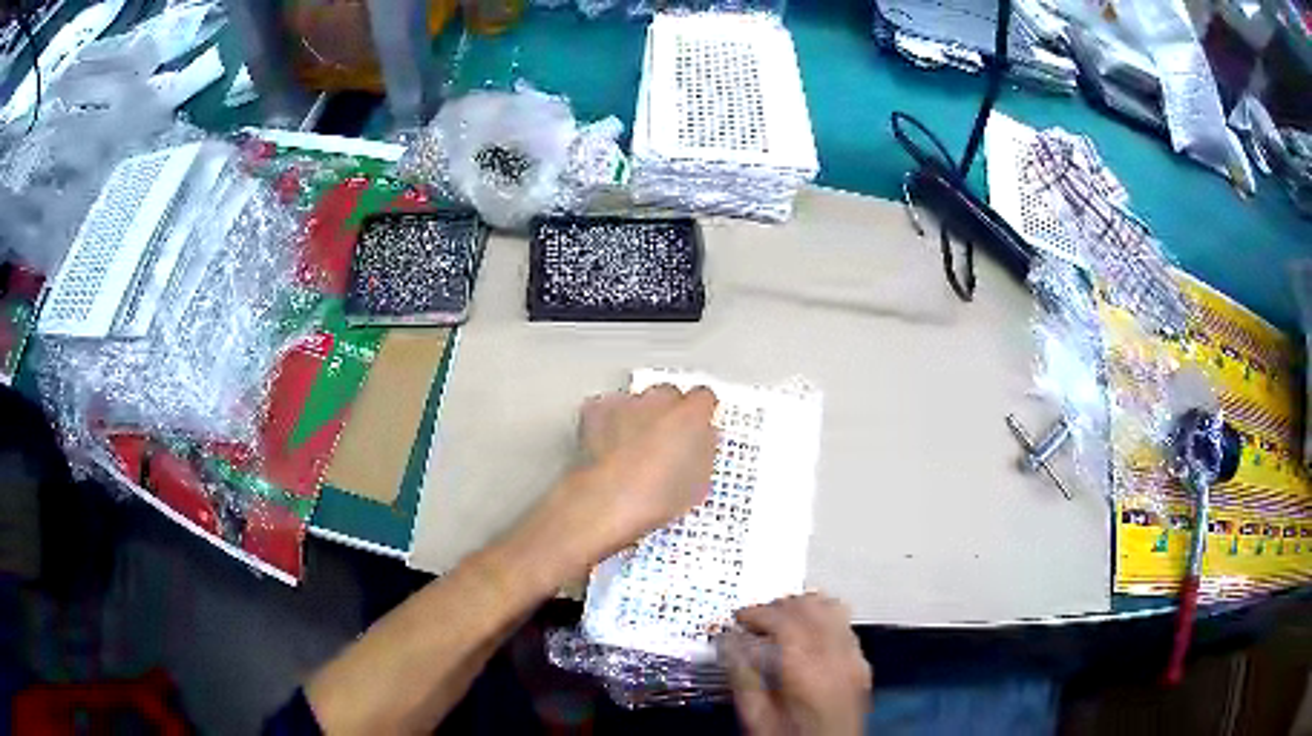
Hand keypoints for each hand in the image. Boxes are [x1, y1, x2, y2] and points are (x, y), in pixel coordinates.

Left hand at [534, 385, 718, 567]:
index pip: (704, 397)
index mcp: (691, 415)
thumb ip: (705, 451)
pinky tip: (609, 444)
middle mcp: (659, 400)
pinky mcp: (596, 410)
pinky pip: (607, 408)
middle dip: (669, 412)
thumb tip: (702, 445)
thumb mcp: (700, 483)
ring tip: (634, 447)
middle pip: (669, 394)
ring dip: (639, 416)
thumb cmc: (653, 496)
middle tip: (667, 440)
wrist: (609, 500)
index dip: (701, 412)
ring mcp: (626, 403)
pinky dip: (609, 421)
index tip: (699, 424)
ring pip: (638, 401)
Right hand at [723, 593, 871, 735]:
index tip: (740, 618)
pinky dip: (825, 619)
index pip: (784, 618)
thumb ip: (743, 677)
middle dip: (778, 607)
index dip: (757, 612)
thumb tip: (729, 645)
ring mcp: (854, 660)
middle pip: (810, 607)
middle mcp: (837, 658)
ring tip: (781, 619)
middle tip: (755, 619)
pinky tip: (809, 631)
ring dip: (803, 608)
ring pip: (832, 608)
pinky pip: (846, 626)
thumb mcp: (756, 716)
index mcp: (808, 670)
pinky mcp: (861, 666)